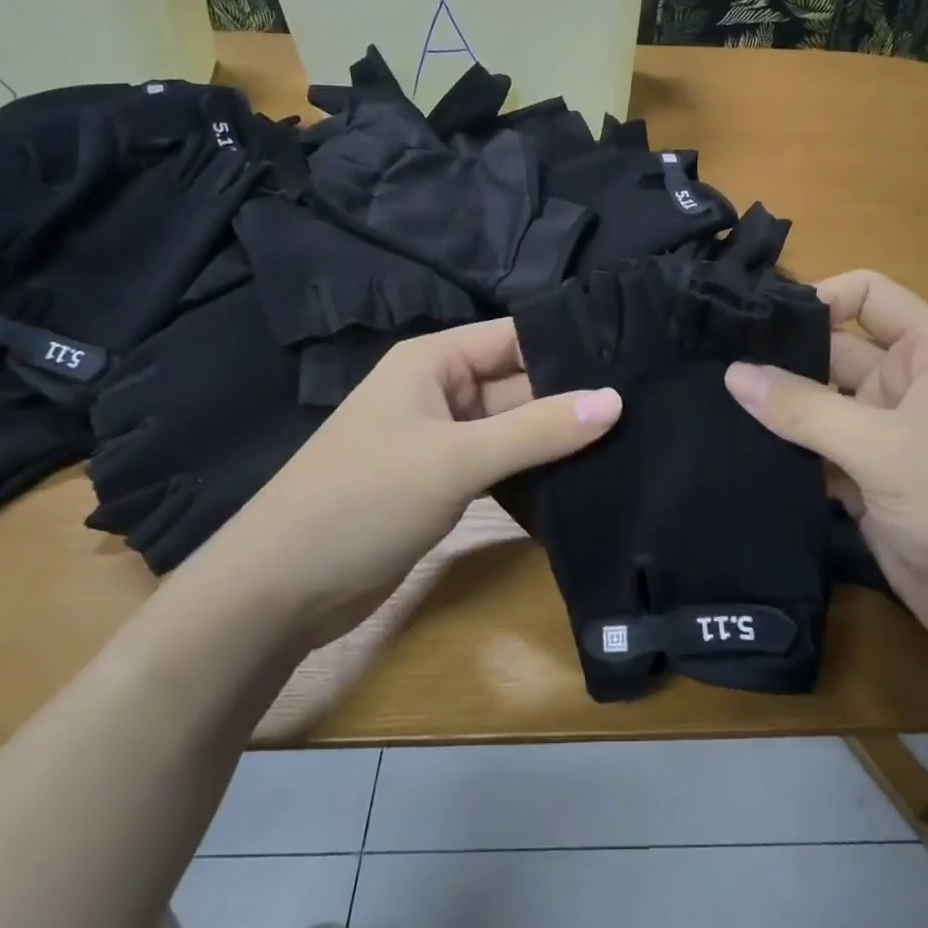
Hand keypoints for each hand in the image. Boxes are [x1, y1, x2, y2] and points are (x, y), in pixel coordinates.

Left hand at [190, 319, 620, 642]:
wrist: (280, 590)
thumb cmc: (363, 501)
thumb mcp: (456, 458)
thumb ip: (538, 429)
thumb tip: (616, 400)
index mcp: (434, 361)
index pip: (517, 337)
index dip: (571, 344)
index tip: (635, 356)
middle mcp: (440, 391)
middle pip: (519, 382)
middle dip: (572, 395)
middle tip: (647, 403)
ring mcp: (443, 439)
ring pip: (514, 426)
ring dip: (558, 435)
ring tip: (632, 435)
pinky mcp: (445, 481)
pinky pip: (502, 462)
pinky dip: (535, 468)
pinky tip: (586, 474)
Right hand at [723, 270, 927, 660]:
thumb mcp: (883, 448)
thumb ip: (805, 409)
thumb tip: (733, 373)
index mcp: (927, 352)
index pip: (867, 294)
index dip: (818, 297)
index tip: (757, 322)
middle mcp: (904, 384)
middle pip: (831, 351)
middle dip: (779, 358)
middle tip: (710, 365)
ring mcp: (883, 435)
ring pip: (817, 405)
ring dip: (776, 410)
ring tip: (710, 405)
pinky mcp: (866, 480)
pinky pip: (816, 452)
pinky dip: (786, 453)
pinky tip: (736, 453)